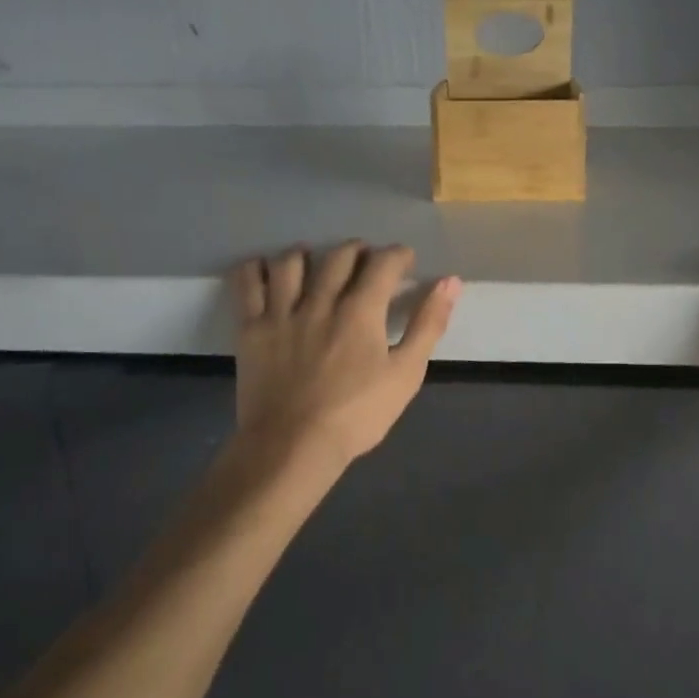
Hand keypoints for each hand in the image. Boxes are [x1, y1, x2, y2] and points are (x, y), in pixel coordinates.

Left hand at [232, 242, 461, 467]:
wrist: (293, 447)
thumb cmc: (357, 414)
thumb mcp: (406, 374)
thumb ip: (428, 325)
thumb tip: (451, 281)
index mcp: (361, 310)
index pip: (383, 262)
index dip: (398, 255)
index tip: (405, 261)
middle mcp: (321, 300)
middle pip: (339, 256)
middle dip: (358, 250)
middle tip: (366, 261)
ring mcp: (281, 312)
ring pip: (292, 262)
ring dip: (309, 253)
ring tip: (316, 261)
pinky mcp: (251, 328)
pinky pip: (247, 283)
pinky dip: (256, 268)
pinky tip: (266, 270)